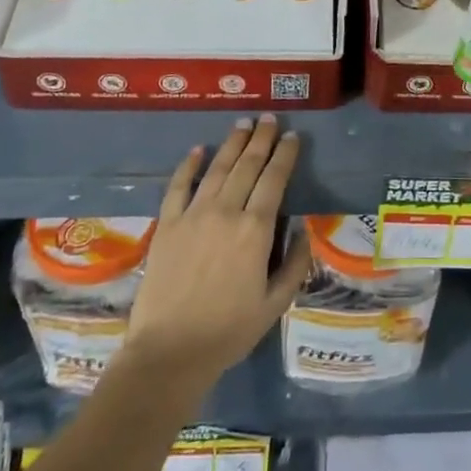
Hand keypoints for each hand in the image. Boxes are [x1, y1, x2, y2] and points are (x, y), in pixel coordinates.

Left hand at [123, 116, 311, 397]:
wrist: (169, 351)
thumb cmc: (229, 331)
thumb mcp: (275, 304)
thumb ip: (294, 264)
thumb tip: (303, 229)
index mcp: (256, 230)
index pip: (275, 180)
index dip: (285, 154)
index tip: (292, 136)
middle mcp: (226, 212)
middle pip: (247, 165)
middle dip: (261, 139)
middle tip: (268, 118)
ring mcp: (193, 215)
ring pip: (217, 169)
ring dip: (232, 143)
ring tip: (242, 123)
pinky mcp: (167, 225)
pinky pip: (179, 186)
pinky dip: (189, 165)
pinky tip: (198, 150)